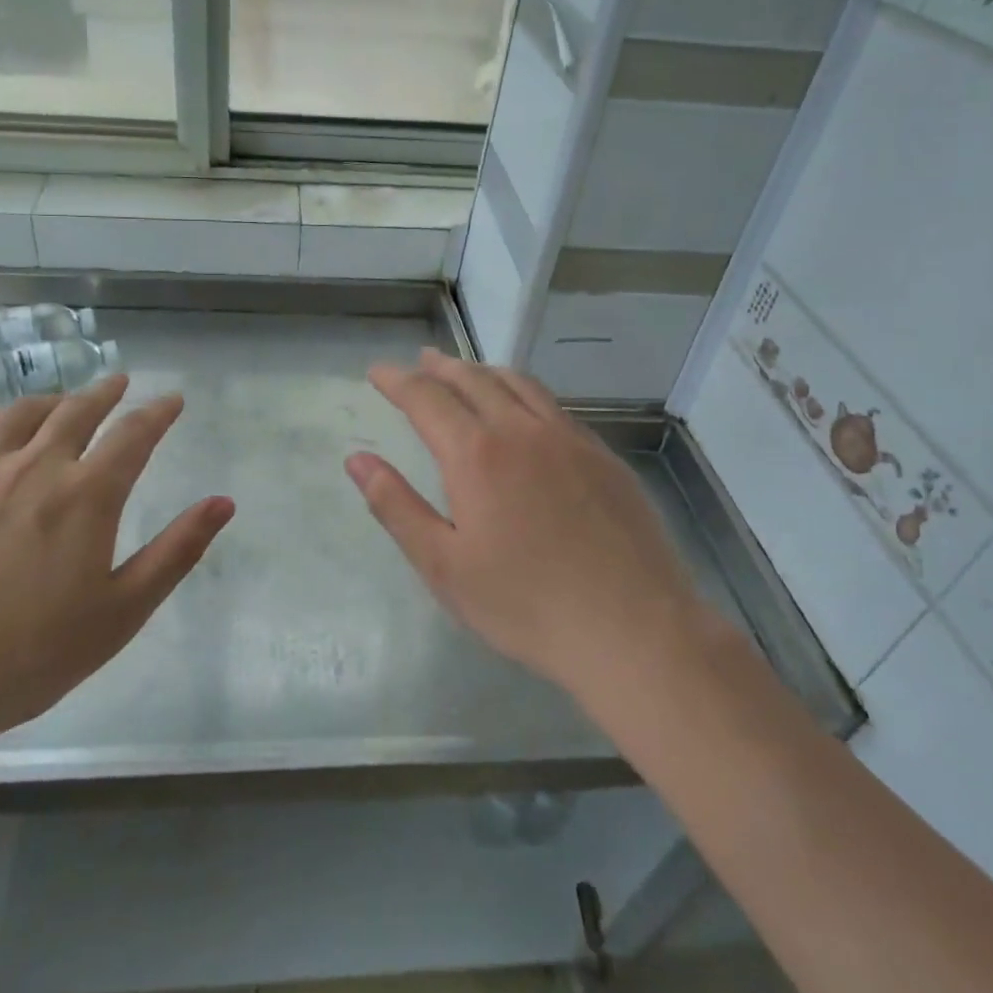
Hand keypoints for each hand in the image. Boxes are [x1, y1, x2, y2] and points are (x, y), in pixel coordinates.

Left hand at [0, 375, 233, 753]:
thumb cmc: (29, 656)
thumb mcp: (122, 612)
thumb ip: (177, 550)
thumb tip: (224, 502)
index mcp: (87, 495)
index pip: (134, 434)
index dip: (158, 412)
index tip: (172, 400)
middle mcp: (35, 466)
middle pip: (77, 411)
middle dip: (105, 393)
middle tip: (119, 383)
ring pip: (21, 414)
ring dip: (52, 400)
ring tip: (63, 400)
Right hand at [346, 350, 706, 701]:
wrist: (635, 631)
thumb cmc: (526, 605)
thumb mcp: (444, 566)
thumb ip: (396, 506)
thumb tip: (356, 460)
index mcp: (476, 454)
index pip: (425, 397)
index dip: (396, 380)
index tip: (377, 372)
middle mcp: (521, 430)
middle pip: (473, 379)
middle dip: (439, 367)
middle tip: (419, 361)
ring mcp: (569, 438)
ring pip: (519, 384)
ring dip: (484, 371)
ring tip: (466, 371)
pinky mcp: (604, 456)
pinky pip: (554, 407)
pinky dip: (524, 393)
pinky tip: (525, 410)